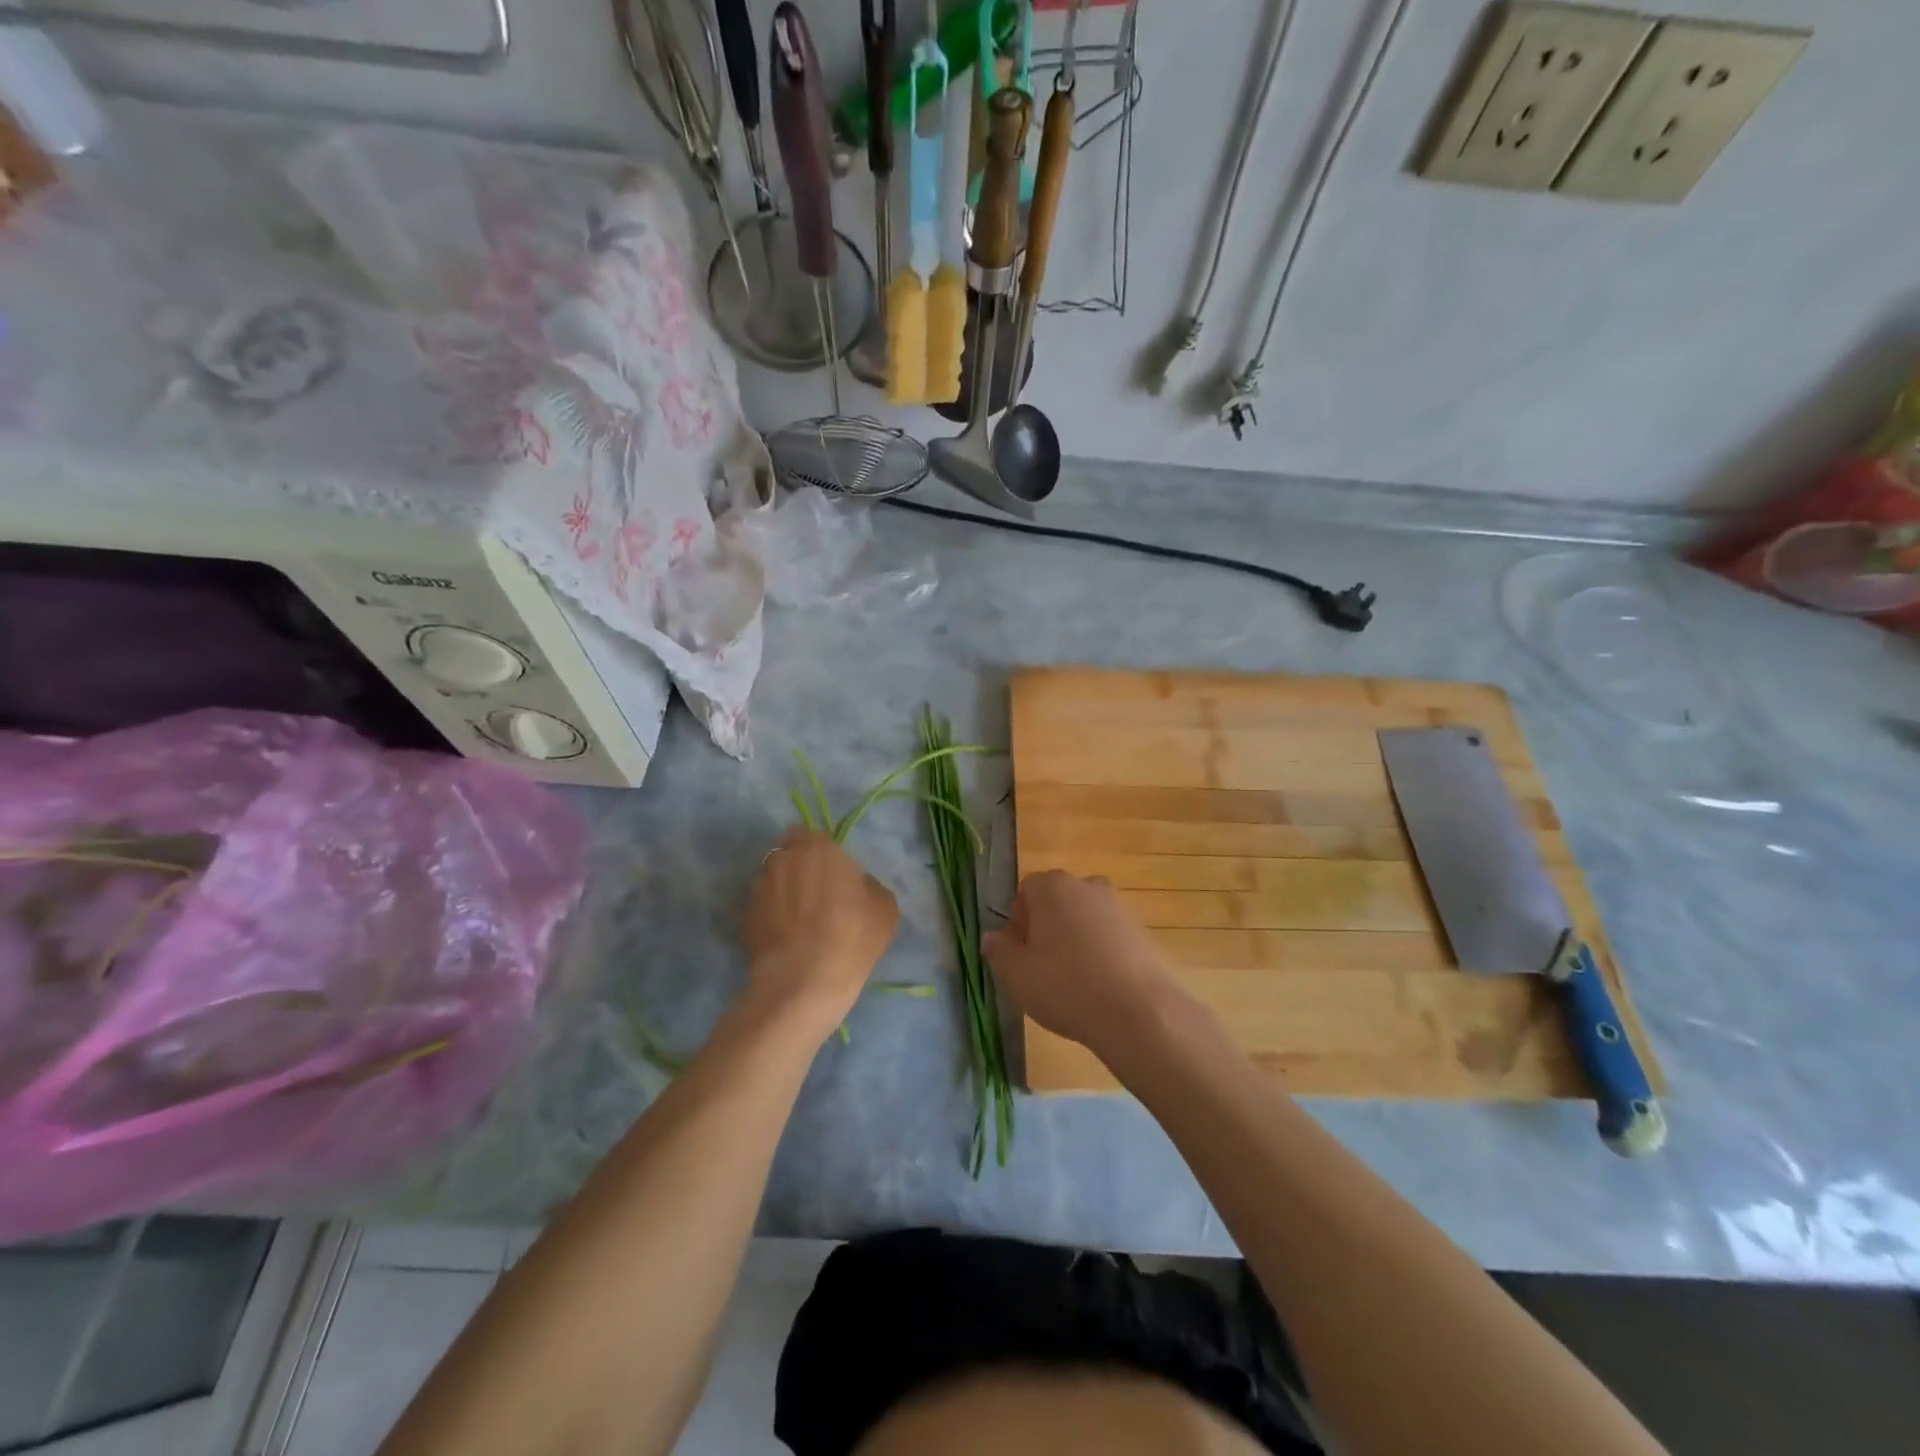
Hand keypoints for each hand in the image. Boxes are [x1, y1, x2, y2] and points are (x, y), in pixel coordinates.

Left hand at [745, 827, 898, 1034]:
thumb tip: (857, 885)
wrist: (803, 983)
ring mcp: (758, 888)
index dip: (819, 852)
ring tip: (799, 922)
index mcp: (817, 848)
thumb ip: (868, 884)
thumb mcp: (884, 908)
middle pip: (788, 855)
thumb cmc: (851, 937)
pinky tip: (786, 939)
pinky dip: (771, 917)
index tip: (832, 873)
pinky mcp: (744, 917)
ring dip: (783, 892)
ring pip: (772, 880)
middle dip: (799, 869)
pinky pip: (762, 908)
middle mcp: (782, 859)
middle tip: (817, 896)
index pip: (809, 834)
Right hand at [983, 871, 1177, 1064]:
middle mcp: (1087, 885)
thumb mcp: (1016, 975)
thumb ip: (998, 951)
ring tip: (1071, 978)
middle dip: (1045, 926)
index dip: (1017, 920)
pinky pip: (1109, 934)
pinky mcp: (1142, 930)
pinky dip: (1100, 950)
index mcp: (1052, 887)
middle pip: (1057, 900)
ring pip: (1084, 917)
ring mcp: (1118, 906)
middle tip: (1040, 965)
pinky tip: (1098, 984)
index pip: (1025, 890)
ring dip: (1073, 938)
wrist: (1138, 1011)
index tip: (1018, 952)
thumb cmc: (1066, 986)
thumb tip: (992, 938)